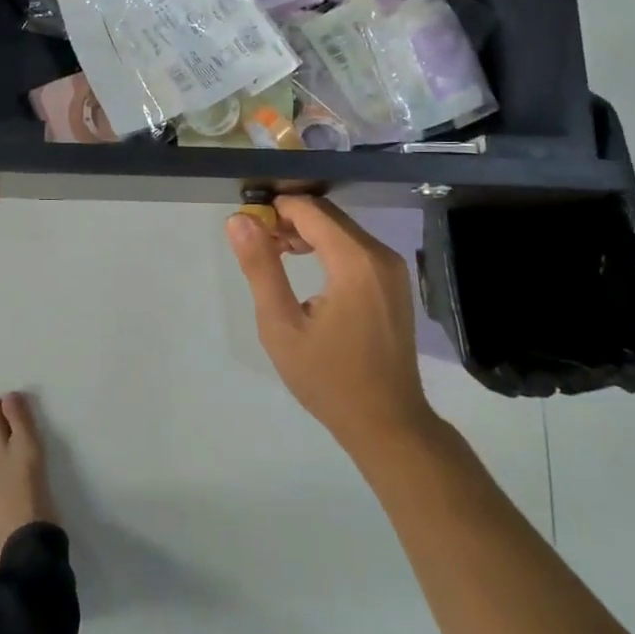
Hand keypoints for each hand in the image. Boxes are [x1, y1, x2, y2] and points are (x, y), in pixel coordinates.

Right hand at [227, 196, 433, 453]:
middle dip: (290, 220)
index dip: (275, 210)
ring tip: (276, 256)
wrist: (388, 423)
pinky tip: (308, 270)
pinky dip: (329, 247)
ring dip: (308, 233)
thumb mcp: (281, 326)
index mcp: (354, 262)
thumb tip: (239, 220)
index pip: (310, 210)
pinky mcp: (395, 282)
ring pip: (343, 230)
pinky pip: (357, 248)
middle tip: (258, 243)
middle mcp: (380, 255)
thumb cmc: (328, 378)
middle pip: (328, 215)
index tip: (247, 226)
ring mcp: (393, 268)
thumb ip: (261, 267)